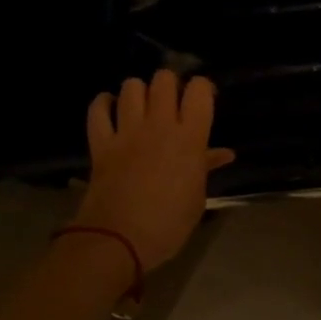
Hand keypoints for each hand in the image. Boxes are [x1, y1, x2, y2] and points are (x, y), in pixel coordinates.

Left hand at [71, 71, 234, 270]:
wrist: (119, 239)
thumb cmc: (168, 225)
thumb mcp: (196, 198)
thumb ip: (206, 167)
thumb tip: (222, 153)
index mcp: (190, 139)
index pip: (199, 90)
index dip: (202, 88)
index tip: (203, 99)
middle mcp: (159, 125)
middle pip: (164, 79)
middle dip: (170, 84)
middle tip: (172, 102)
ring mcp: (126, 131)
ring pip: (131, 87)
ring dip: (139, 91)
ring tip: (142, 105)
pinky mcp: (100, 142)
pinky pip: (98, 109)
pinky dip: (103, 104)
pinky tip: (110, 108)